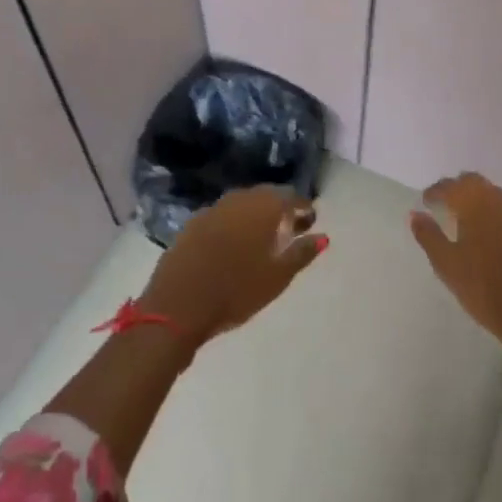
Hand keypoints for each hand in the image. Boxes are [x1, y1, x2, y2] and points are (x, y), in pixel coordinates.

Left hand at [140, 186, 327, 349]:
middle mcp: (238, 199)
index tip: (311, 222)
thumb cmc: (236, 291)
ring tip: (263, 238)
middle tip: (290, 229)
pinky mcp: (192, 224)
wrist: (178, 305)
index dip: (304, 207)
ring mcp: (212, 209)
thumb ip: (302, 253)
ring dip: (256, 215)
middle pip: (266, 196)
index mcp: (263, 207)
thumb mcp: (277, 276)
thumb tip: (323, 236)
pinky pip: (222, 216)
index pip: (291, 196)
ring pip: (242, 204)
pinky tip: (234, 244)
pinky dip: (234, 224)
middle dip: (280, 209)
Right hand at [409, 173, 501, 364]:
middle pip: (474, 182)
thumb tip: (415, 214)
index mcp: (475, 205)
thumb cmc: (486, 291)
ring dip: (477, 199)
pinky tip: (490, 233)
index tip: (426, 201)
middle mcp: (499, 202)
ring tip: (464, 218)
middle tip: (443, 204)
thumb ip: (429, 236)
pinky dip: (494, 213)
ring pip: (494, 194)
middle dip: (457, 188)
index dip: (435, 191)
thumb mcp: (448, 266)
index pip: (450, 186)